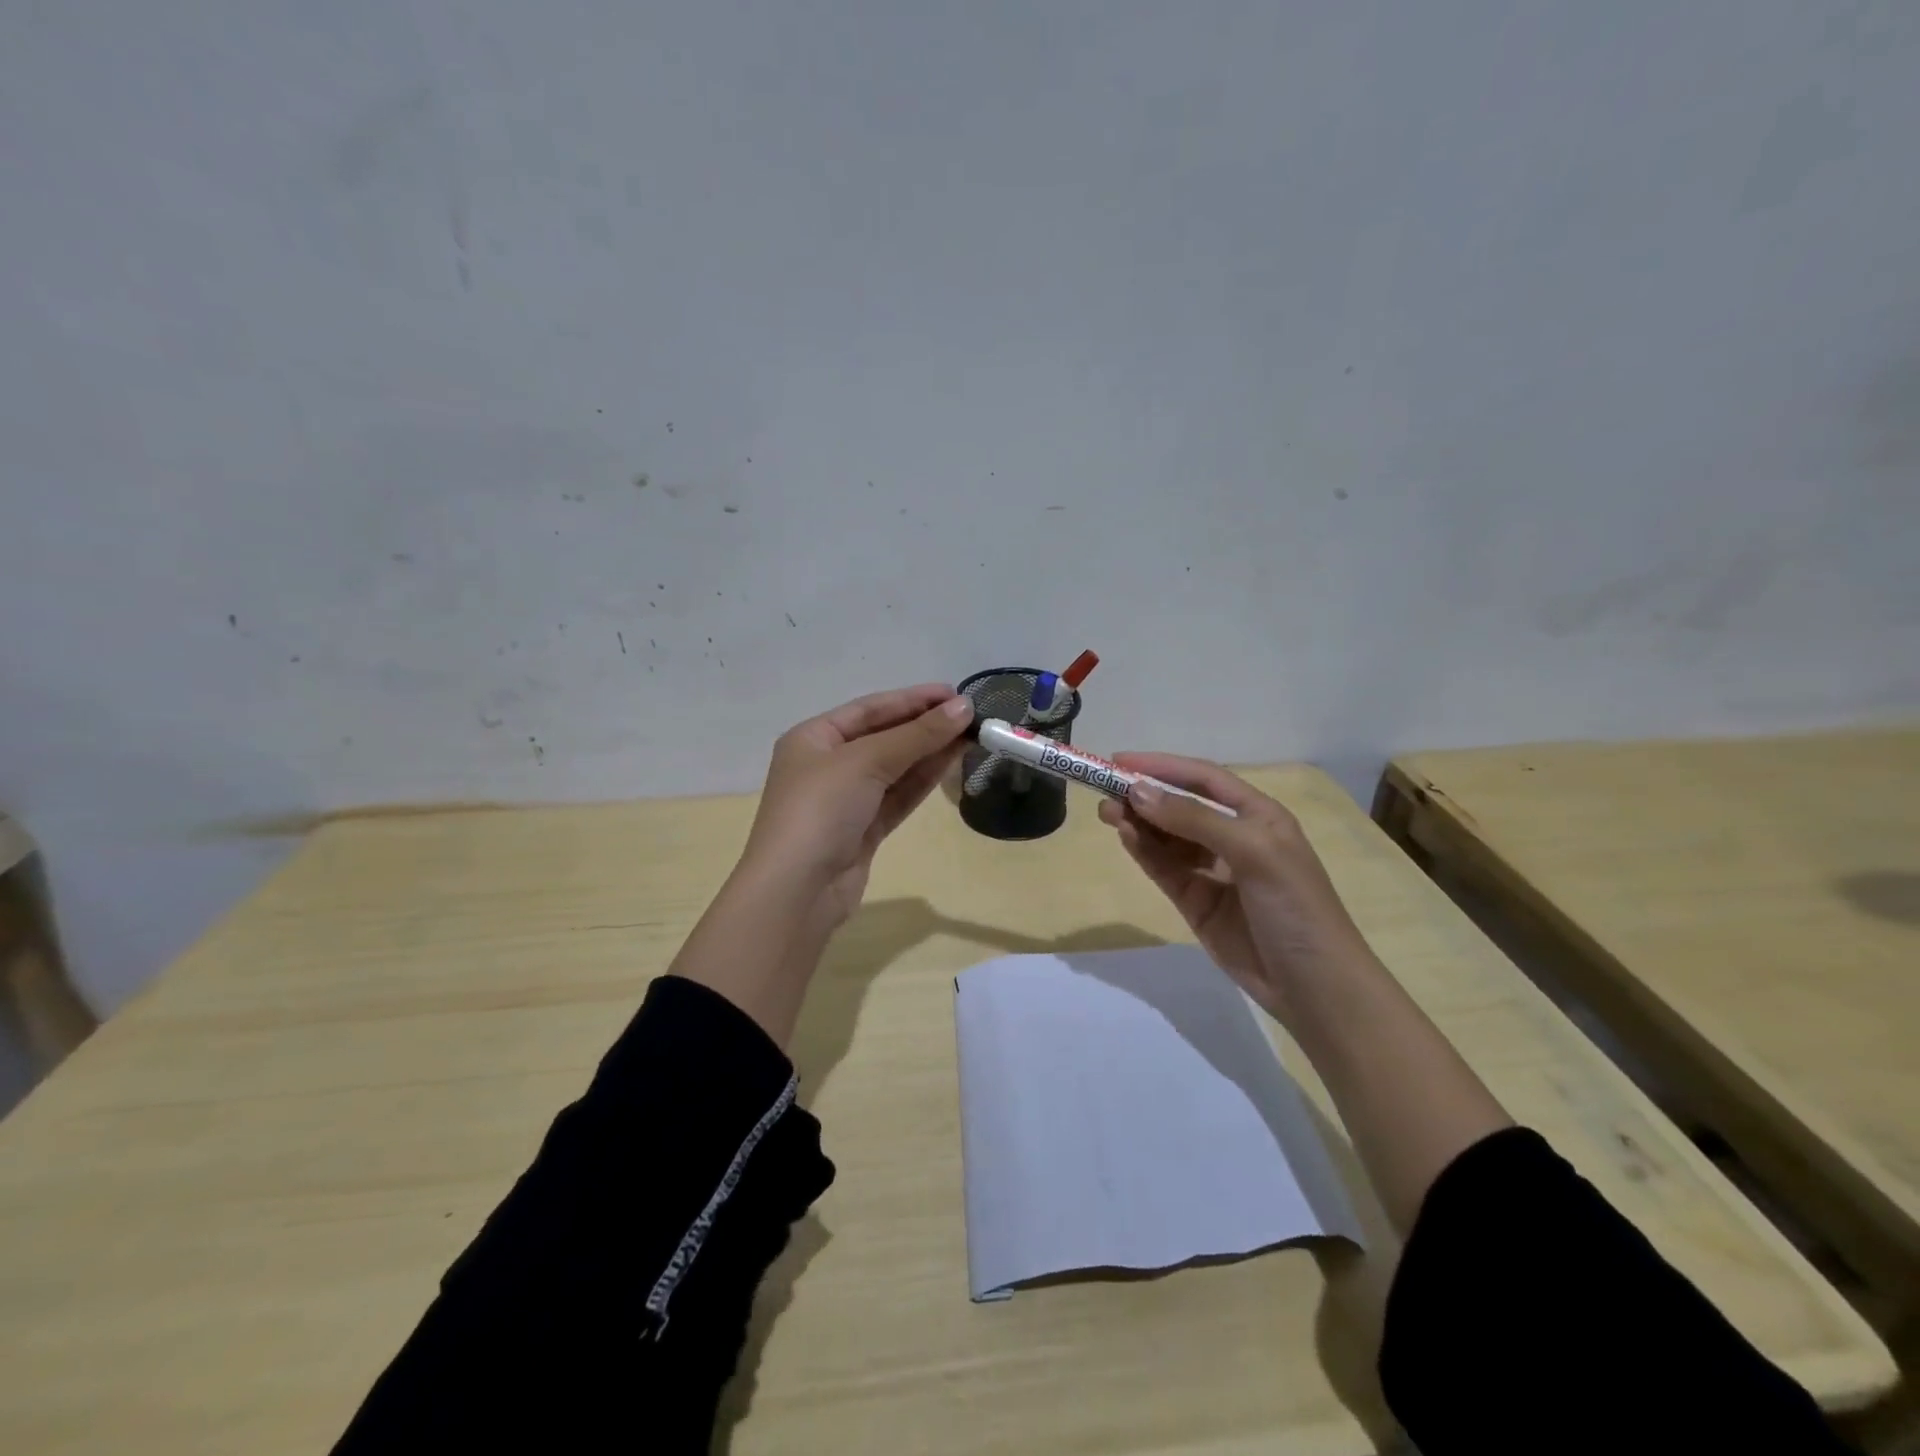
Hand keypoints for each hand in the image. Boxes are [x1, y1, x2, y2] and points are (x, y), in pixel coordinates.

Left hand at [739, 683, 973, 935]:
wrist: (797, 891)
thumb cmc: (821, 809)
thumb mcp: (866, 761)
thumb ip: (917, 735)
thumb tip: (963, 707)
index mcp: (814, 737)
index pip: (870, 708)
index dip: (913, 699)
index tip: (955, 694)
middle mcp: (828, 764)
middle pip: (884, 736)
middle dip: (926, 726)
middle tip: (972, 716)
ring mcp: (846, 799)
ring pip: (895, 767)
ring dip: (930, 751)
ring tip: (971, 736)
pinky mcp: (863, 830)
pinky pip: (897, 795)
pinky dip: (923, 780)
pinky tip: (951, 762)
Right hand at [1096, 755, 1374, 1023]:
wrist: (1314, 986)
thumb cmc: (1295, 906)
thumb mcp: (1253, 851)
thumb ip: (1194, 820)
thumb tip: (1138, 792)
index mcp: (1257, 815)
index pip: (1203, 778)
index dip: (1162, 766)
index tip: (1119, 761)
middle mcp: (1233, 836)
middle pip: (1180, 805)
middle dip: (1144, 795)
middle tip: (1104, 790)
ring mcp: (1212, 870)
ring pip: (1167, 837)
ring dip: (1139, 822)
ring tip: (1107, 813)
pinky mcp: (1195, 901)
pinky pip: (1164, 868)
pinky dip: (1143, 851)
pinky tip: (1125, 837)